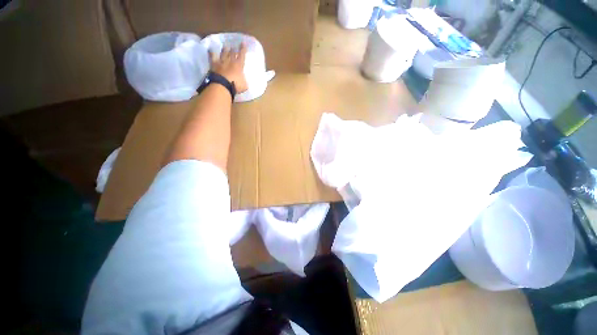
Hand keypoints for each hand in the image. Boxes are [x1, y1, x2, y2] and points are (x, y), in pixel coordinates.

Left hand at [209, 43, 247, 92]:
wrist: (222, 85)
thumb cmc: (236, 85)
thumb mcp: (244, 85)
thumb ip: (244, 81)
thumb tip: (244, 80)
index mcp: (239, 65)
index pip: (242, 55)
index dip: (243, 49)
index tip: (243, 43)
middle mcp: (230, 61)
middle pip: (232, 52)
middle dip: (234, 48)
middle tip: (234, 45)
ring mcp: (221, 61)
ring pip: (223, 53)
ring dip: (225, 49)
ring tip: (226, 45)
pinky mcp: (214, 64)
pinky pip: (212, 56)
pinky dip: (211, 53)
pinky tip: (210, 49)